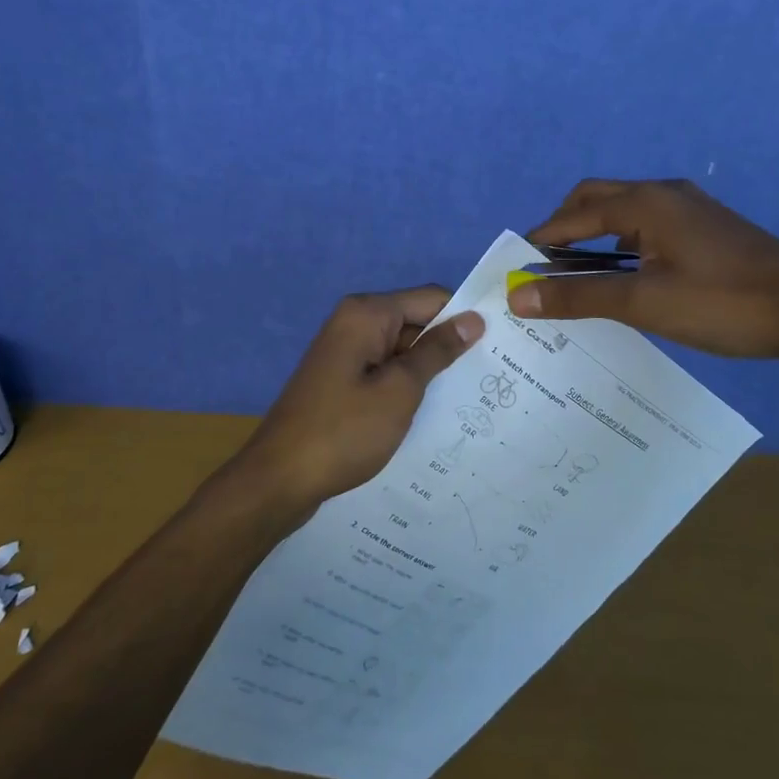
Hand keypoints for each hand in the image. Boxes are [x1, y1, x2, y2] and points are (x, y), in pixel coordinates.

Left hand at [239, 287, 484, 507]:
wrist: (279, 480)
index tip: (499, 345)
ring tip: (470, 398)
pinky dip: (407, 385)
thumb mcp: (400, 390)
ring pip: (402, 349)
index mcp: (367, 313)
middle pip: (417, 321)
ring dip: (429, 370)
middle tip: (491, 378)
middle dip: (448, 346)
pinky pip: (385, 369)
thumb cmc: (344, 431)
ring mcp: (346, 352)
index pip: (431, 298)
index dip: (464, 318)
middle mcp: (354, 322)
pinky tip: (431, 411)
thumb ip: (438, 351)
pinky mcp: (342, 379)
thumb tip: (474, 319)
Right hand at [508, 178, 778, 361]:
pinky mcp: (710, 229)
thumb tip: (518, 297)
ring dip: (596, 234)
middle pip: (598, 199)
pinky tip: (629, 275)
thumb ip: (579, 296)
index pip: (576, 214)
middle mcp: (666, 194)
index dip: (543, 239)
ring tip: (580, 273)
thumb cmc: (723, 303)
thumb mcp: (644, 303)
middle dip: (566, 227)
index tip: (517, 265)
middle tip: (546, 266)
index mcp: (646, 202)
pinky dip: (624, 242)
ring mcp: (692, 210)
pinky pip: (651, 225)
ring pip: (627, 211)